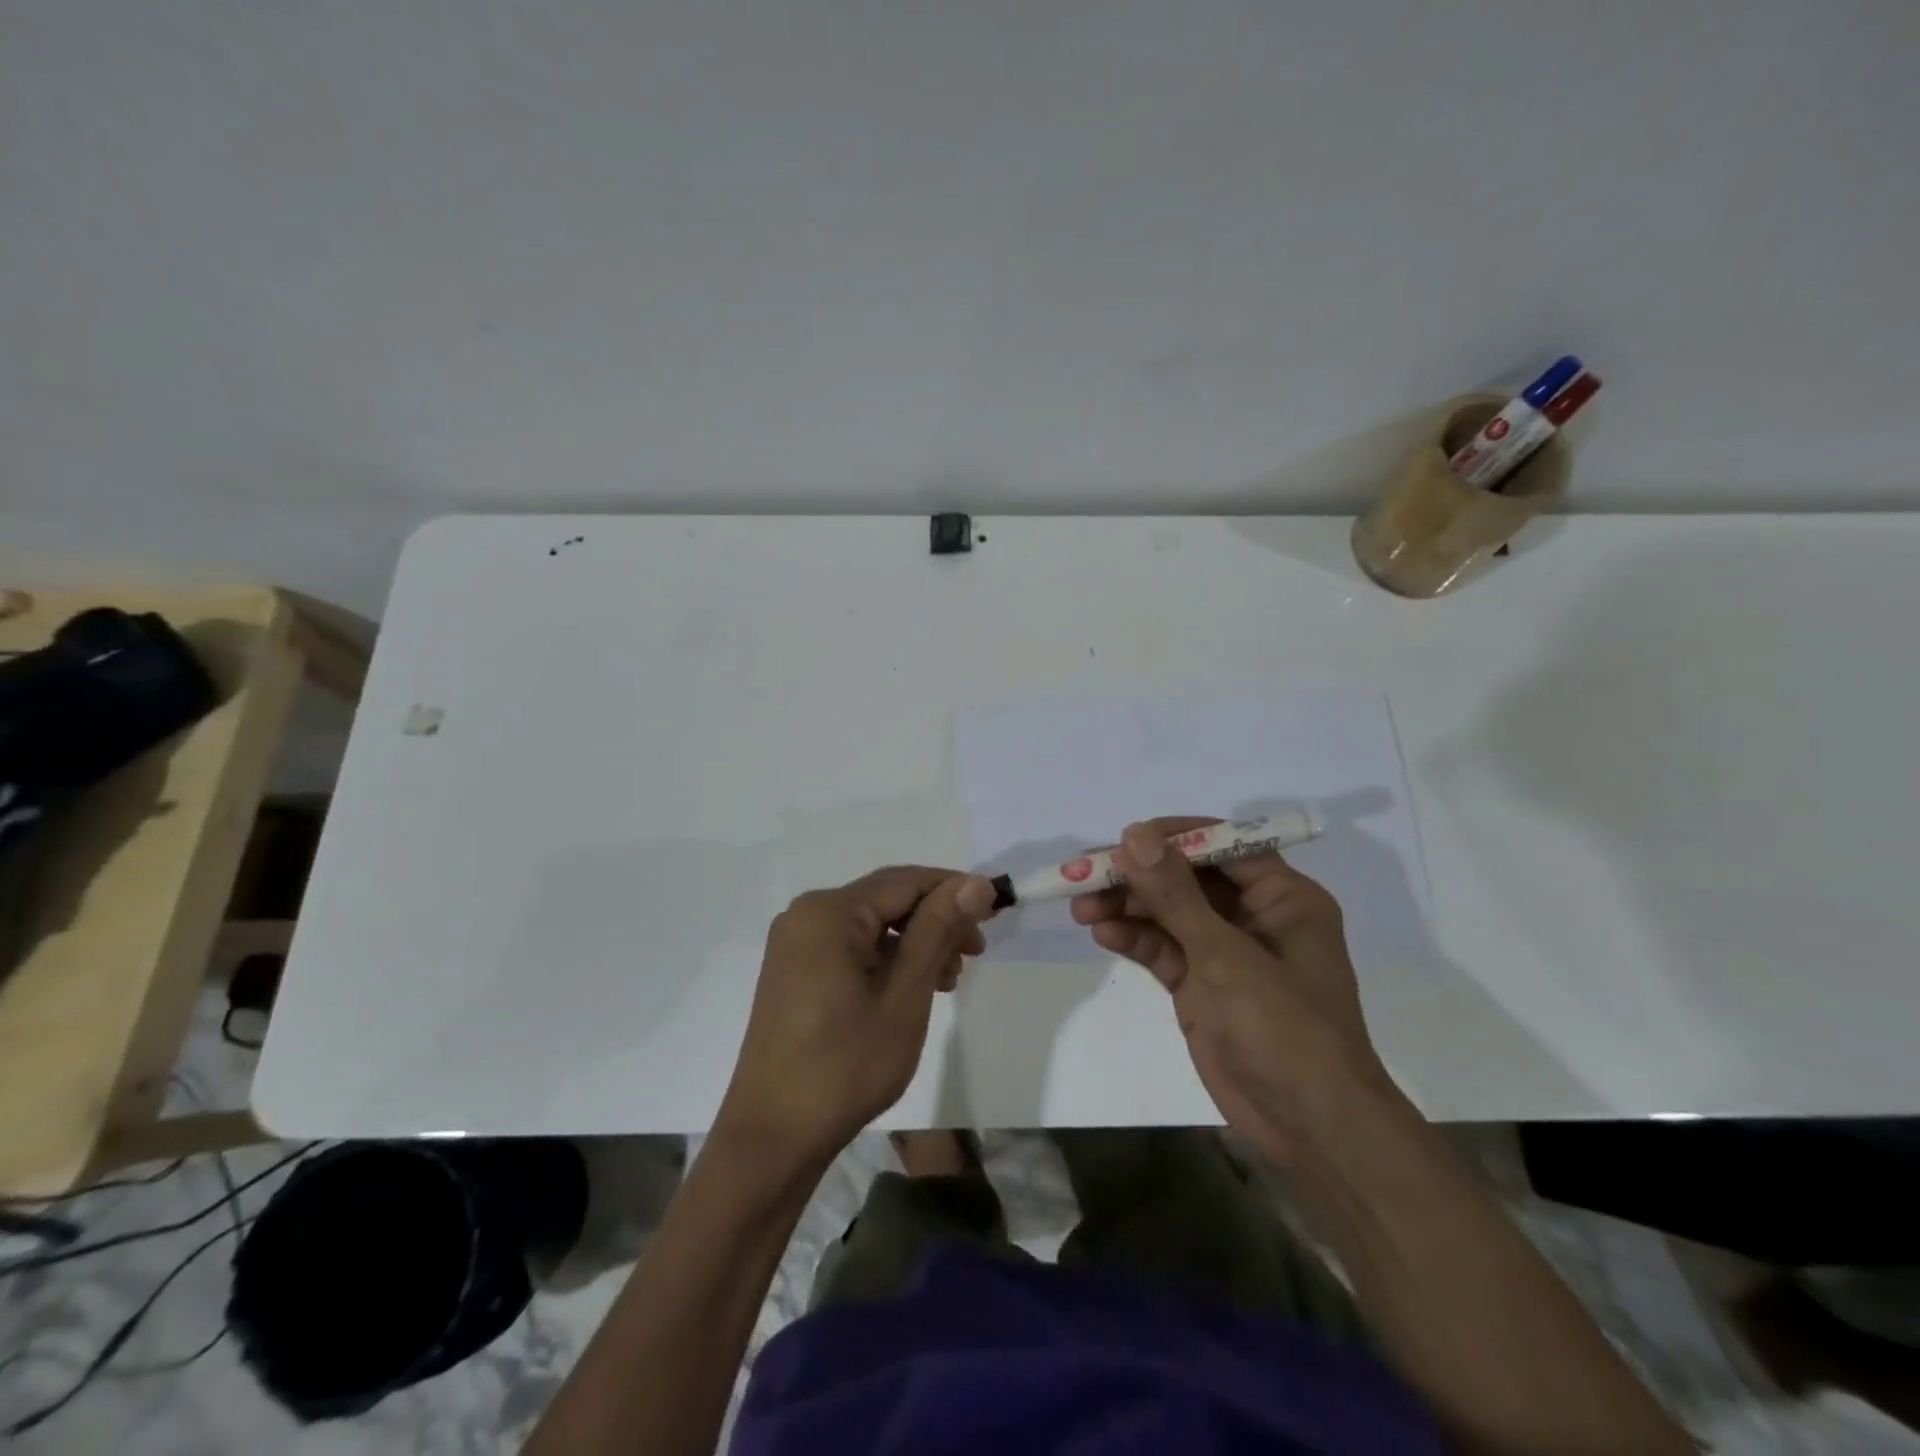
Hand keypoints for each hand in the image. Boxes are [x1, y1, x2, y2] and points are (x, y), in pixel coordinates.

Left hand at [716, 867, 997, 1171]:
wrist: (774, 1136)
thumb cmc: (846, 1064)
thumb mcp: (905, 994)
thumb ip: (939, 929)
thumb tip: (975, 883)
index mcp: (829, 912)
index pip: (905, 881)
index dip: (954, 890)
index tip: (996, 911)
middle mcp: (806, 915)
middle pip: (886, 900)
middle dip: (936, 920)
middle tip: (975, 953)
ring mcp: (795, 944)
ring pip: (871, 925)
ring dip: (914, 942)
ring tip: (948, 979)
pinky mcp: (794, 971)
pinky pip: (850, 946)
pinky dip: (887, 959)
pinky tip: (911, 987)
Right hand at [1071, 818, 1390, 1164]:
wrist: (1311, 1130)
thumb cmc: (1285, 1030)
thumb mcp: (1226, 956)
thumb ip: (1175, 895)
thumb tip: (1134, 835)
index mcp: (1282, 897)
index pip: (1221, 844)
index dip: (1171, 837)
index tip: (1123, 840)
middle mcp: (1254, 916)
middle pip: (1187, 878)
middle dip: (1138, 876)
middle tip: (1086, 876)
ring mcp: (1226, 952)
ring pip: (1168, 913)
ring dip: (1127, 907)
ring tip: (1082, 909)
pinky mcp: (1202, 984)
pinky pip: (1163, 948)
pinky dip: (1134, 939)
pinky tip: (1104, 935)